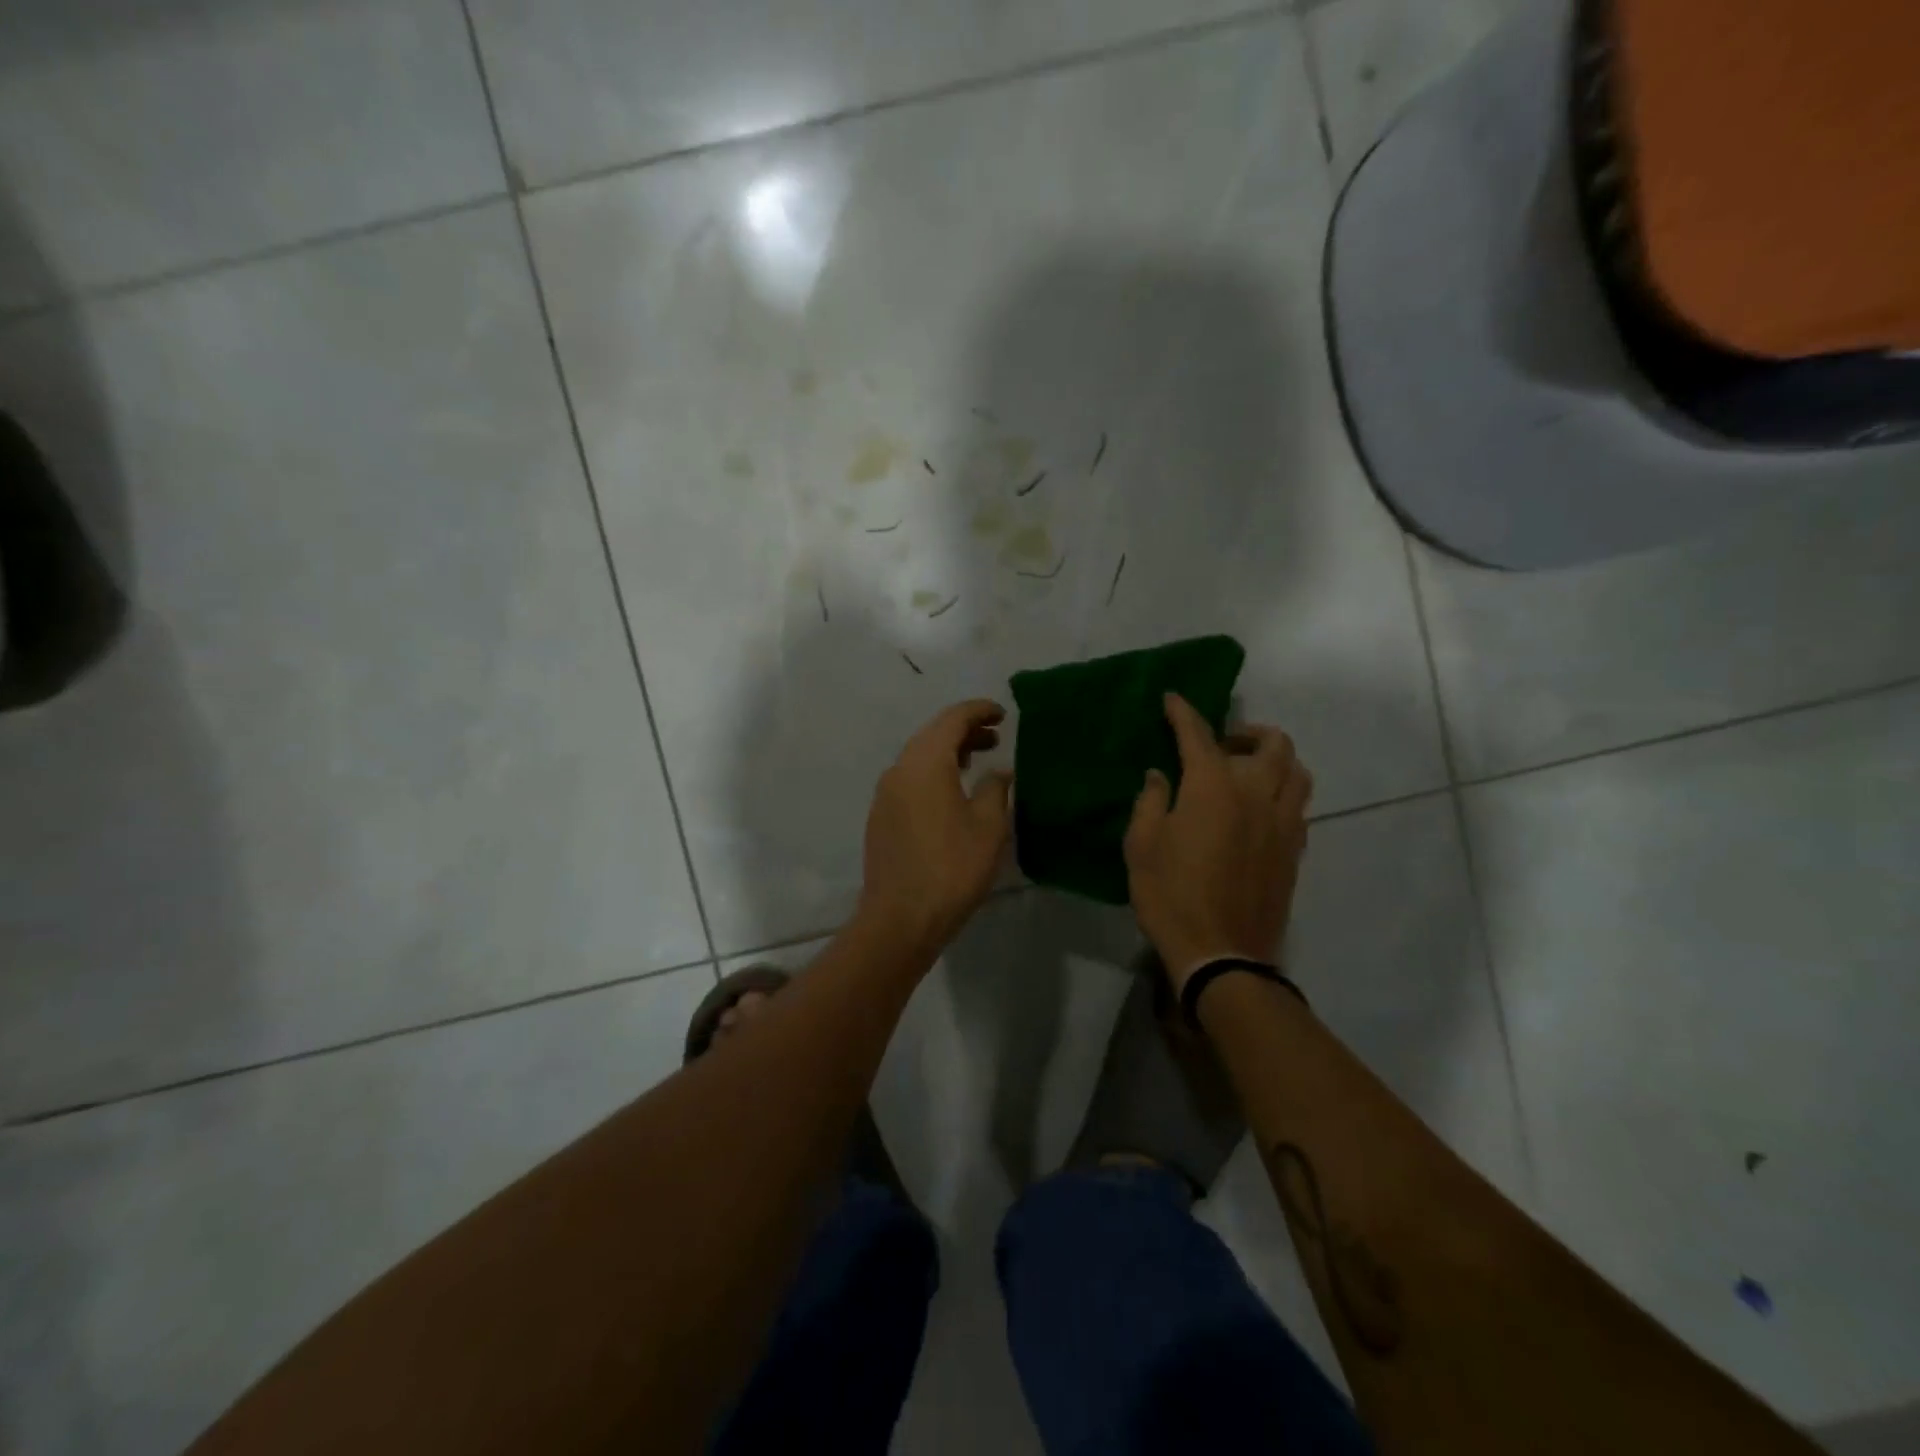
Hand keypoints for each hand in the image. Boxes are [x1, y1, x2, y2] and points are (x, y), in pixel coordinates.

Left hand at [856, 699, 1012, 956]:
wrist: (901, 917)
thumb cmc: (952, 867)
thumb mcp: (989, 826)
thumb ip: (996, 788)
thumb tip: (999, 771)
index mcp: (925, 762)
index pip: (952, 719)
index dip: (979, 711)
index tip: (1002, 713)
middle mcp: (899, 769)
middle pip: (932, 734)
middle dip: (965, 730)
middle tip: (996, 737)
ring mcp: (885, 793)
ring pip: (919, 757)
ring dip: (949, 752)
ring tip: (978, 760)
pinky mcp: (881, 816)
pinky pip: (910, 779)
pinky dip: (934, 773)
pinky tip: (952, 792)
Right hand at [1124, 693, 1312, 995]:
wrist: (1222, 952)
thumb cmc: (1171, 895)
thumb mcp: (1141, 845)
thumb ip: (1150, 801)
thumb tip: (1160, 775)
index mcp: (1213, 787)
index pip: (1199, 735)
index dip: (1183, 712)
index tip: (1173, 699)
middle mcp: (1257, 793)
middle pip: (1271, 743)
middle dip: (1246, 731)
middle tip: (1222, 743)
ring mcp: (1283, 822)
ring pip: (1297, 770)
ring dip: (1275, 758)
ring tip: (1250, 769)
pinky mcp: (1295, 849)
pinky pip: (1299, 804)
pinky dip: (1283, 790)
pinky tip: (1260, 808)